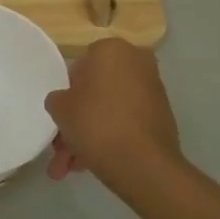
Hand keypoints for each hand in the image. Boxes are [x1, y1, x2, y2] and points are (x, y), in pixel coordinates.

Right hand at [45, 38, 181, 182]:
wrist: (143, 163)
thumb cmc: (96, 123)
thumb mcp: (60, 108)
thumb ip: (58, 99)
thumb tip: (65, 101)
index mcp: (112, 50)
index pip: (81, 65)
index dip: (68, 90)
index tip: (61, 113)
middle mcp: (137, 62)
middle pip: (97, 91)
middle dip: (77, 121)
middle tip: (62, 147)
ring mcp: (152, 90)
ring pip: (110, 110)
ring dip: (88, 136)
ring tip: (70, 168)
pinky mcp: (161, 116)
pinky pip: (126, 122)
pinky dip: (110, 138)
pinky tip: (89, 165)